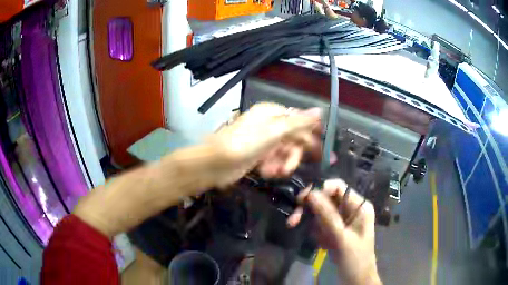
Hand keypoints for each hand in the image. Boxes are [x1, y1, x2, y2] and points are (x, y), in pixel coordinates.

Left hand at [208, 102, 322, 187]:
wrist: (216, 164)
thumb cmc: (245, 143)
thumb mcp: (274, 131)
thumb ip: (298, 122)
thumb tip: (319, 110)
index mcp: (272, 113)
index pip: (299, 121)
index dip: (309, 135)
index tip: (319, 150)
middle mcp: (269, 125)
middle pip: (293, 139)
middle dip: (293, 154)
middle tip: (290, 167)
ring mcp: (263, 141)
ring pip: (284, 152)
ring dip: (282, 163)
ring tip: (275, 172)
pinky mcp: (258, 156)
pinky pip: (274, 161)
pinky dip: (272, 167)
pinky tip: (266, 172)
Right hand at [288, 179, 381, 284]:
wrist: (356, 279)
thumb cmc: (355, 259)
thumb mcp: (342, 238)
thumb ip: (327, 216)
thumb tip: (311, 193)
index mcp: (359, 206)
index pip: (337, 187)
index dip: (319, 189)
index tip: (301, 200)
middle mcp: (350, 209)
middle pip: (326, 199)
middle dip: (310, 209)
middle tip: (293, 220)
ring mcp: (342, 219)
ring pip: (320, 212)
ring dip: (313, 225)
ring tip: (317, 241)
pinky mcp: (334, 230)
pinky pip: (320, 224)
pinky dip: (316, 234)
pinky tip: (323, 245)